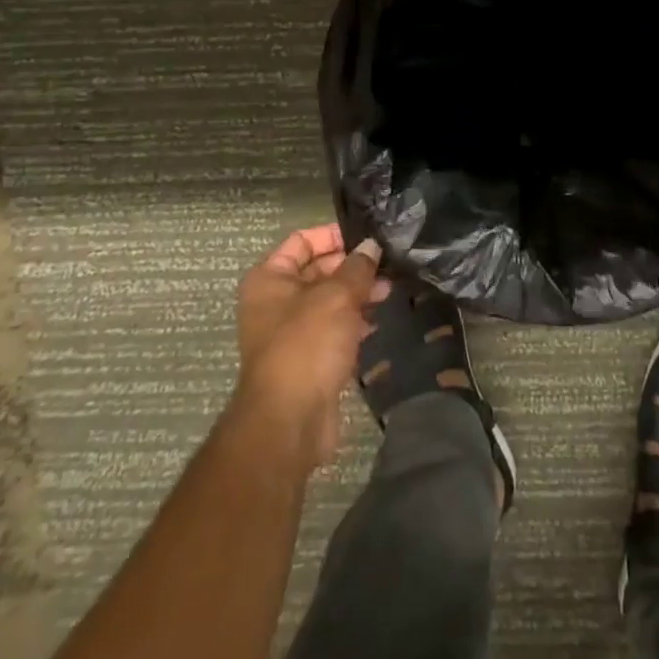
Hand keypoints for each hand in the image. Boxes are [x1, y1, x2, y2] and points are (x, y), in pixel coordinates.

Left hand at [235, 223, 388, 466]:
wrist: (289, 422)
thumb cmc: (307, 345)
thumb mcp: (337, 297)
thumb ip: (357, 268)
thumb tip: (371, 246)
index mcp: (269, 278)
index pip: (302, 241)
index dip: (334, 235)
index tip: (368, 237)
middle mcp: (275, 301)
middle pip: (317, 270)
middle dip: (351, 267)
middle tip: (387, 265)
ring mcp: (290, 333)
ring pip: (328, 301)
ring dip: (356, 295)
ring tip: (389, 291)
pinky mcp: (308, 359)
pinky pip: (333, 329)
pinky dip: (353, 322)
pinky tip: (378, 320)